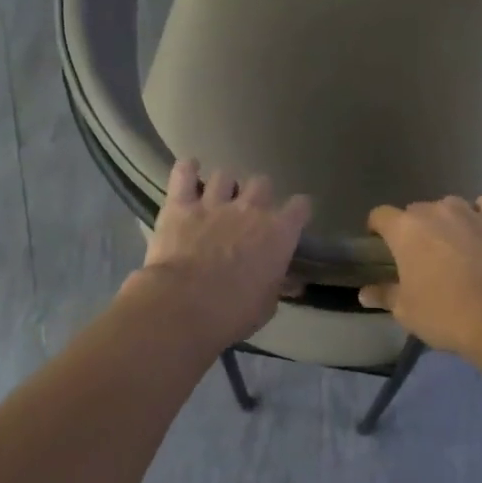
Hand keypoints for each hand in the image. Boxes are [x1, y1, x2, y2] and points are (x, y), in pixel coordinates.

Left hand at [125, 160, 311, 349]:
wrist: (184, 306)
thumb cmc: (233, 312)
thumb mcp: (267, 305)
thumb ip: (277, 285)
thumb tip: (290, 282)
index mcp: (279, 233)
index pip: (301, 206)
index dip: (297, 212)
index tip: (292, 220)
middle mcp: (251, 209)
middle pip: (262, 183)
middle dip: (258, 195)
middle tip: (249, 213)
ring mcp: (214, 203)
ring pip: (225, 175)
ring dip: (224, 186)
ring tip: (217, 198)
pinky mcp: (180, 204)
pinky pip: (184, 173)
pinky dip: (187, 170)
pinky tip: (189, 171)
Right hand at [359, 196, 481, 360]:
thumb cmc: (445, 314)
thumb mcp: (406, 311)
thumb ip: (385, 295)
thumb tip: (364, 293)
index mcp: (405, 229)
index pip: (381, 215)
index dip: (377, 228)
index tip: (378, 243)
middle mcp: (435, 211)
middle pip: (415, 211)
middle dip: (413, 229)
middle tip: (418, 255)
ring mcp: (470, 212)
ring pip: (449, 207)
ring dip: (445, 221)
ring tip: (451, 244)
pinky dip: (479, 214)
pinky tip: (480, 230)